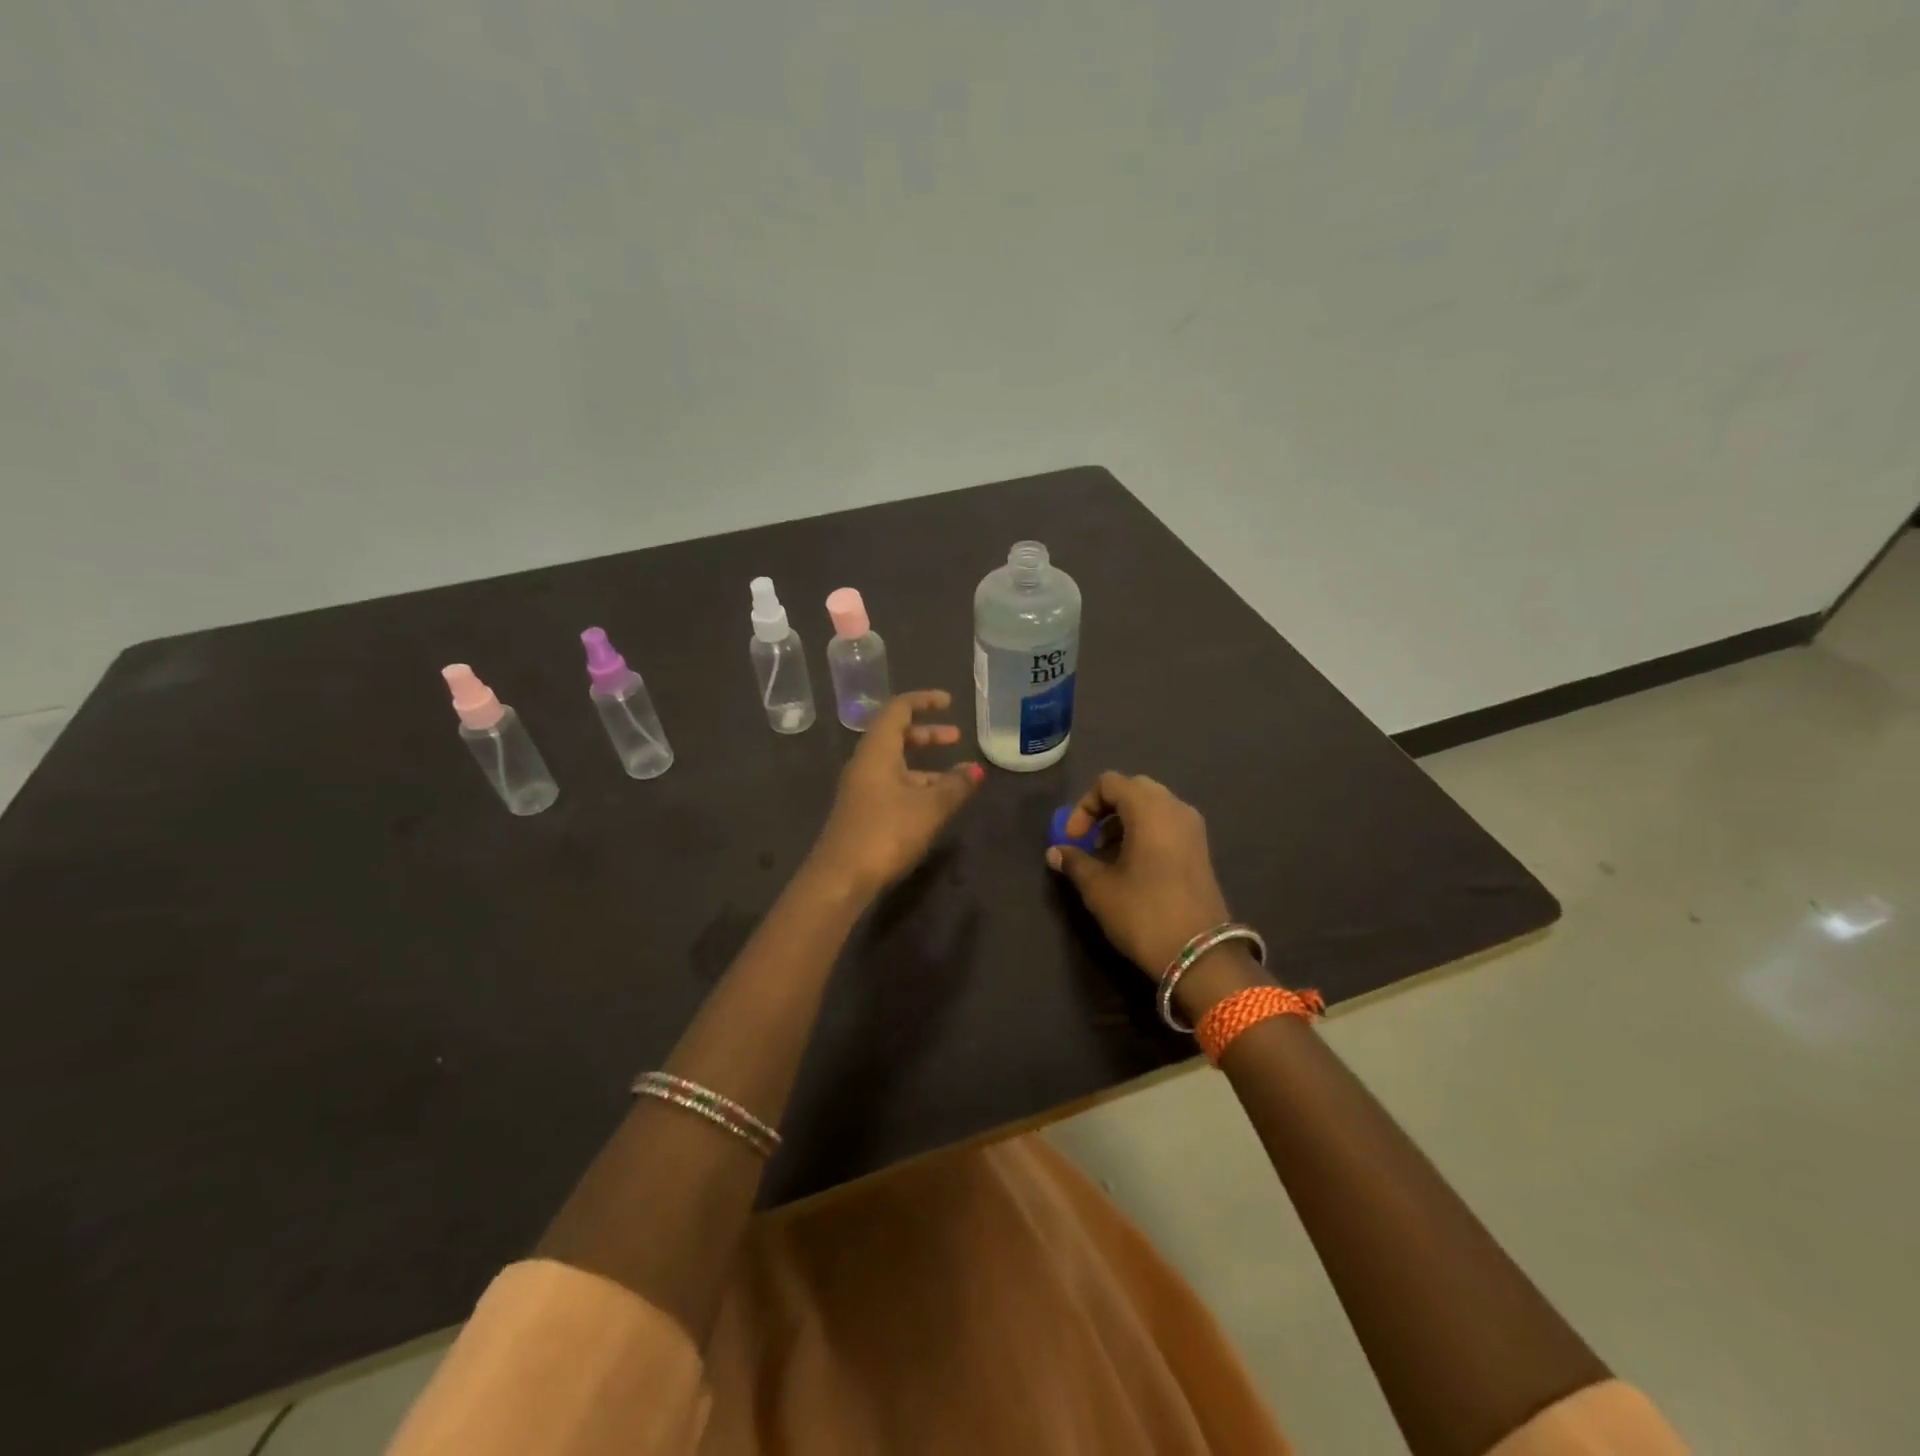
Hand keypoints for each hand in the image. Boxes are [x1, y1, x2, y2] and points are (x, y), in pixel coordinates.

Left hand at [808, 690, 983, 897]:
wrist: (840, 879)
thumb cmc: (885, 832)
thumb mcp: (929, 807)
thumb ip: (955, 785)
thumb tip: (976, 769)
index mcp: (876, 751)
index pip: (898, 709)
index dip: (924, 700)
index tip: (949, 702)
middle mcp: (865, 763)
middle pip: (896, 736)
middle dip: (927, 734)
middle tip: (956, 738)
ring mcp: (861, 789)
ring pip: (895, 764)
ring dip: (925, 765)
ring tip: (956, 778)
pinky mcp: (862, 812)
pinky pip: (892, 785)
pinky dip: (915, 785)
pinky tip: (935, 804)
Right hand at [1047, 772, 1231, 975]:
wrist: (1200, 955)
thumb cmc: (1143, 913)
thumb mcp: (1099, 889)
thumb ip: (1075, 862)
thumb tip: (1055, 852)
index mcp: (1149, 809)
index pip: (1109, 783)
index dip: (1084, 806)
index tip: (1073, 839)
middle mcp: (1175, 808)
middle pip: (1133, 789)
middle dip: (1105, 810)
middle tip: (1089, 840)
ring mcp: (1193, 828)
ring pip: (1152, 806)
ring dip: (1124, 822)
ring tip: (1107, 856)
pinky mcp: (1201, 849)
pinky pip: (1167, 824)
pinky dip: (1145, 832)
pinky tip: (1132, 865)